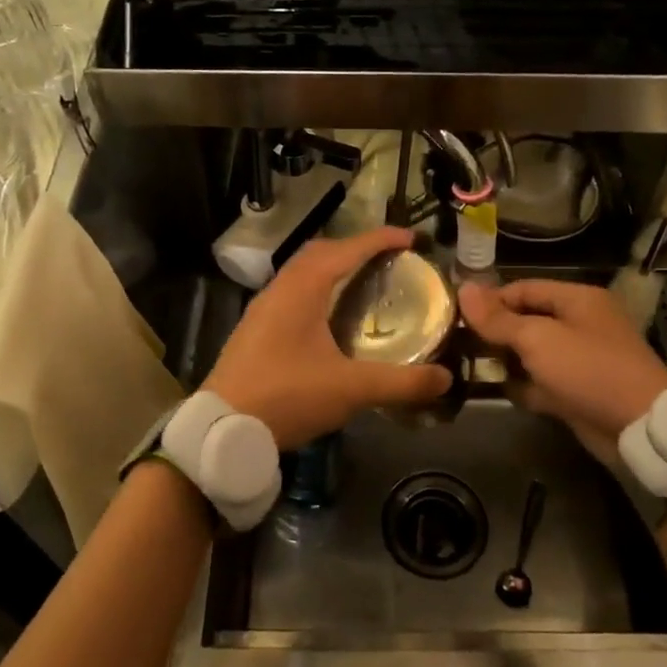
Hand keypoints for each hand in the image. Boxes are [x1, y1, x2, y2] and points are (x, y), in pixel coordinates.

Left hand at [203, 226, 453, 449]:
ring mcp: (262, 309)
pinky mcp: (254, 330)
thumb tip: (445, 379)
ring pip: (302, 273)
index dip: (380, 239)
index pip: (347, 249)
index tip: (411, 238)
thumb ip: (401, 382)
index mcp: (302, 289)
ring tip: (362, 284)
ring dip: (333, 269)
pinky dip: (317, 291)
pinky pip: (291, 293)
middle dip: (355, 249)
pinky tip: (329, 319)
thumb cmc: (287, 397)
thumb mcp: (350, 389)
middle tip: (388, 261)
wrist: (221, 429)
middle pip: (321, 253)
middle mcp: (280, 289)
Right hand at [458, 279, 666, 448]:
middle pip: (527, 320)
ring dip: (505, 360)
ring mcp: (580, 360)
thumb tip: (463, 289)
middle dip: (495, 331)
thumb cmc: (587, 369)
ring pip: (533, 353)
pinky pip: (542, 382)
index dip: (490, 300)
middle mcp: (580, 324)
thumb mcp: (537, 338)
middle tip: (457, 343)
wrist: (638, 427)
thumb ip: (498, 318)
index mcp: (577, 299)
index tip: (457, 315)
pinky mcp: (578, 391)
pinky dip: (522, 385)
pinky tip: (494, 390)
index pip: (523, 289)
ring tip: (466, 366)